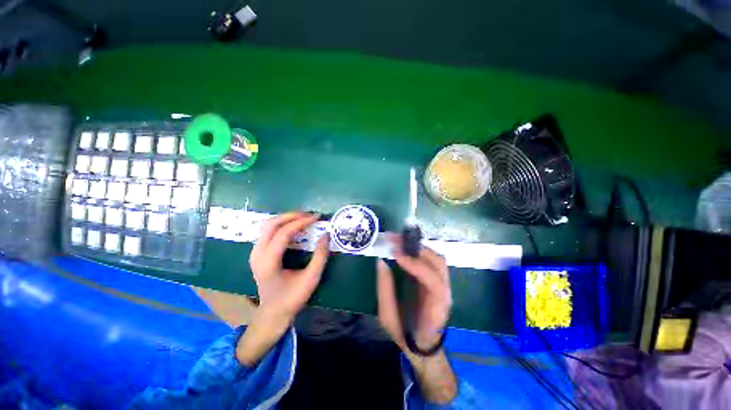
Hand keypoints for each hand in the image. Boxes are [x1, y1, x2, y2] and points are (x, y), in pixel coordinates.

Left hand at [250, 212, 329, 321]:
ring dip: (286, 219)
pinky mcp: (257, 253)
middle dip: (291, 216)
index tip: (316, 217)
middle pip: (271, 224)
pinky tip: (293, 227)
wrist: (273, 313)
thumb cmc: (292, 298)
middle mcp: (257, 254)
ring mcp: (255, 253)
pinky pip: (268, 232)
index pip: (283, 233)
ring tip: (303, 219)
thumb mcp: (311, 278)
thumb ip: (320, 256)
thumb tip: (326, 235)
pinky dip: (282, 225)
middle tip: (309, 215)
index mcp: (268, 262)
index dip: (301, 222)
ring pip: (268, 226)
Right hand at [376, 236, 451, 351]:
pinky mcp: (438, 280)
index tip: (396, 254)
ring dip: (417, 247)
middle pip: (438, 264)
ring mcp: (444, 285)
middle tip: (393, 240)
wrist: (424, 346)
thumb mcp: (388, 318)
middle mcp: (445, 294)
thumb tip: (381, 262)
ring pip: (437, 259)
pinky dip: (418, 251)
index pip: (433, 281)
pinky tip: (405, 247)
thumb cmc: (405, 334)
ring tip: (397, 241)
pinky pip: (431, 260)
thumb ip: (385, 290)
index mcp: (436, 309)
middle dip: (415, 248)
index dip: (415, 265)